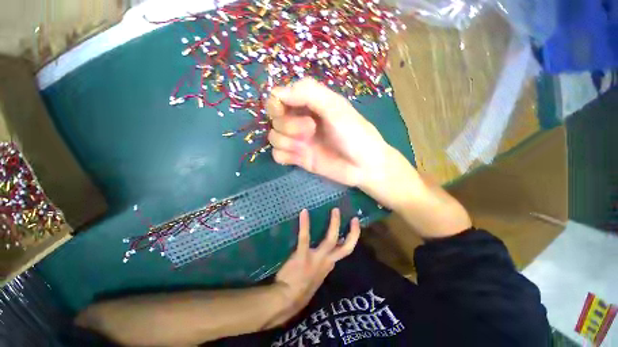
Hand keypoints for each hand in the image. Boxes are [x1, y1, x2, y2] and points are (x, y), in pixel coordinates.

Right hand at [267, 78, 388, 186]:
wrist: (363, 166)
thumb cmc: (354, 133)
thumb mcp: (335, 107)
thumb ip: (308, 93)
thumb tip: (278, 94)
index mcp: (309, 104)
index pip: (278, 98)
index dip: (276, 104)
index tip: (284, 110)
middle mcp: (300, 121)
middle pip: (274, 119)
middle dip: (289, 124)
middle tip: (311, 129)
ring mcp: (299, 141)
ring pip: (274, 137)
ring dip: (288, 141)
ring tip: (307, 146)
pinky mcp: (298, 158)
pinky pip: (277, 155)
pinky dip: (285, 156)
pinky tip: (300, 157)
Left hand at [272, 208, 359, 323]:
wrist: (287, 299)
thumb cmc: (301, 286)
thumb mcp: (317, 276)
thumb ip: (323, 263)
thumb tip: (327, 252)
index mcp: (329, 265)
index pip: (345, 251)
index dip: (351, 239)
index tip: (353, 227)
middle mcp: (327, 261)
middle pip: (346, 247)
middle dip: (352, 233)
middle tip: (354, 218)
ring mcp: (316, 259)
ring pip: (331, 240)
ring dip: (335, 224)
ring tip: (335, 210)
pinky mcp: (303, 256)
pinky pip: (305, 237)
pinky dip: (305, 224)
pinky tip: (304, 212)